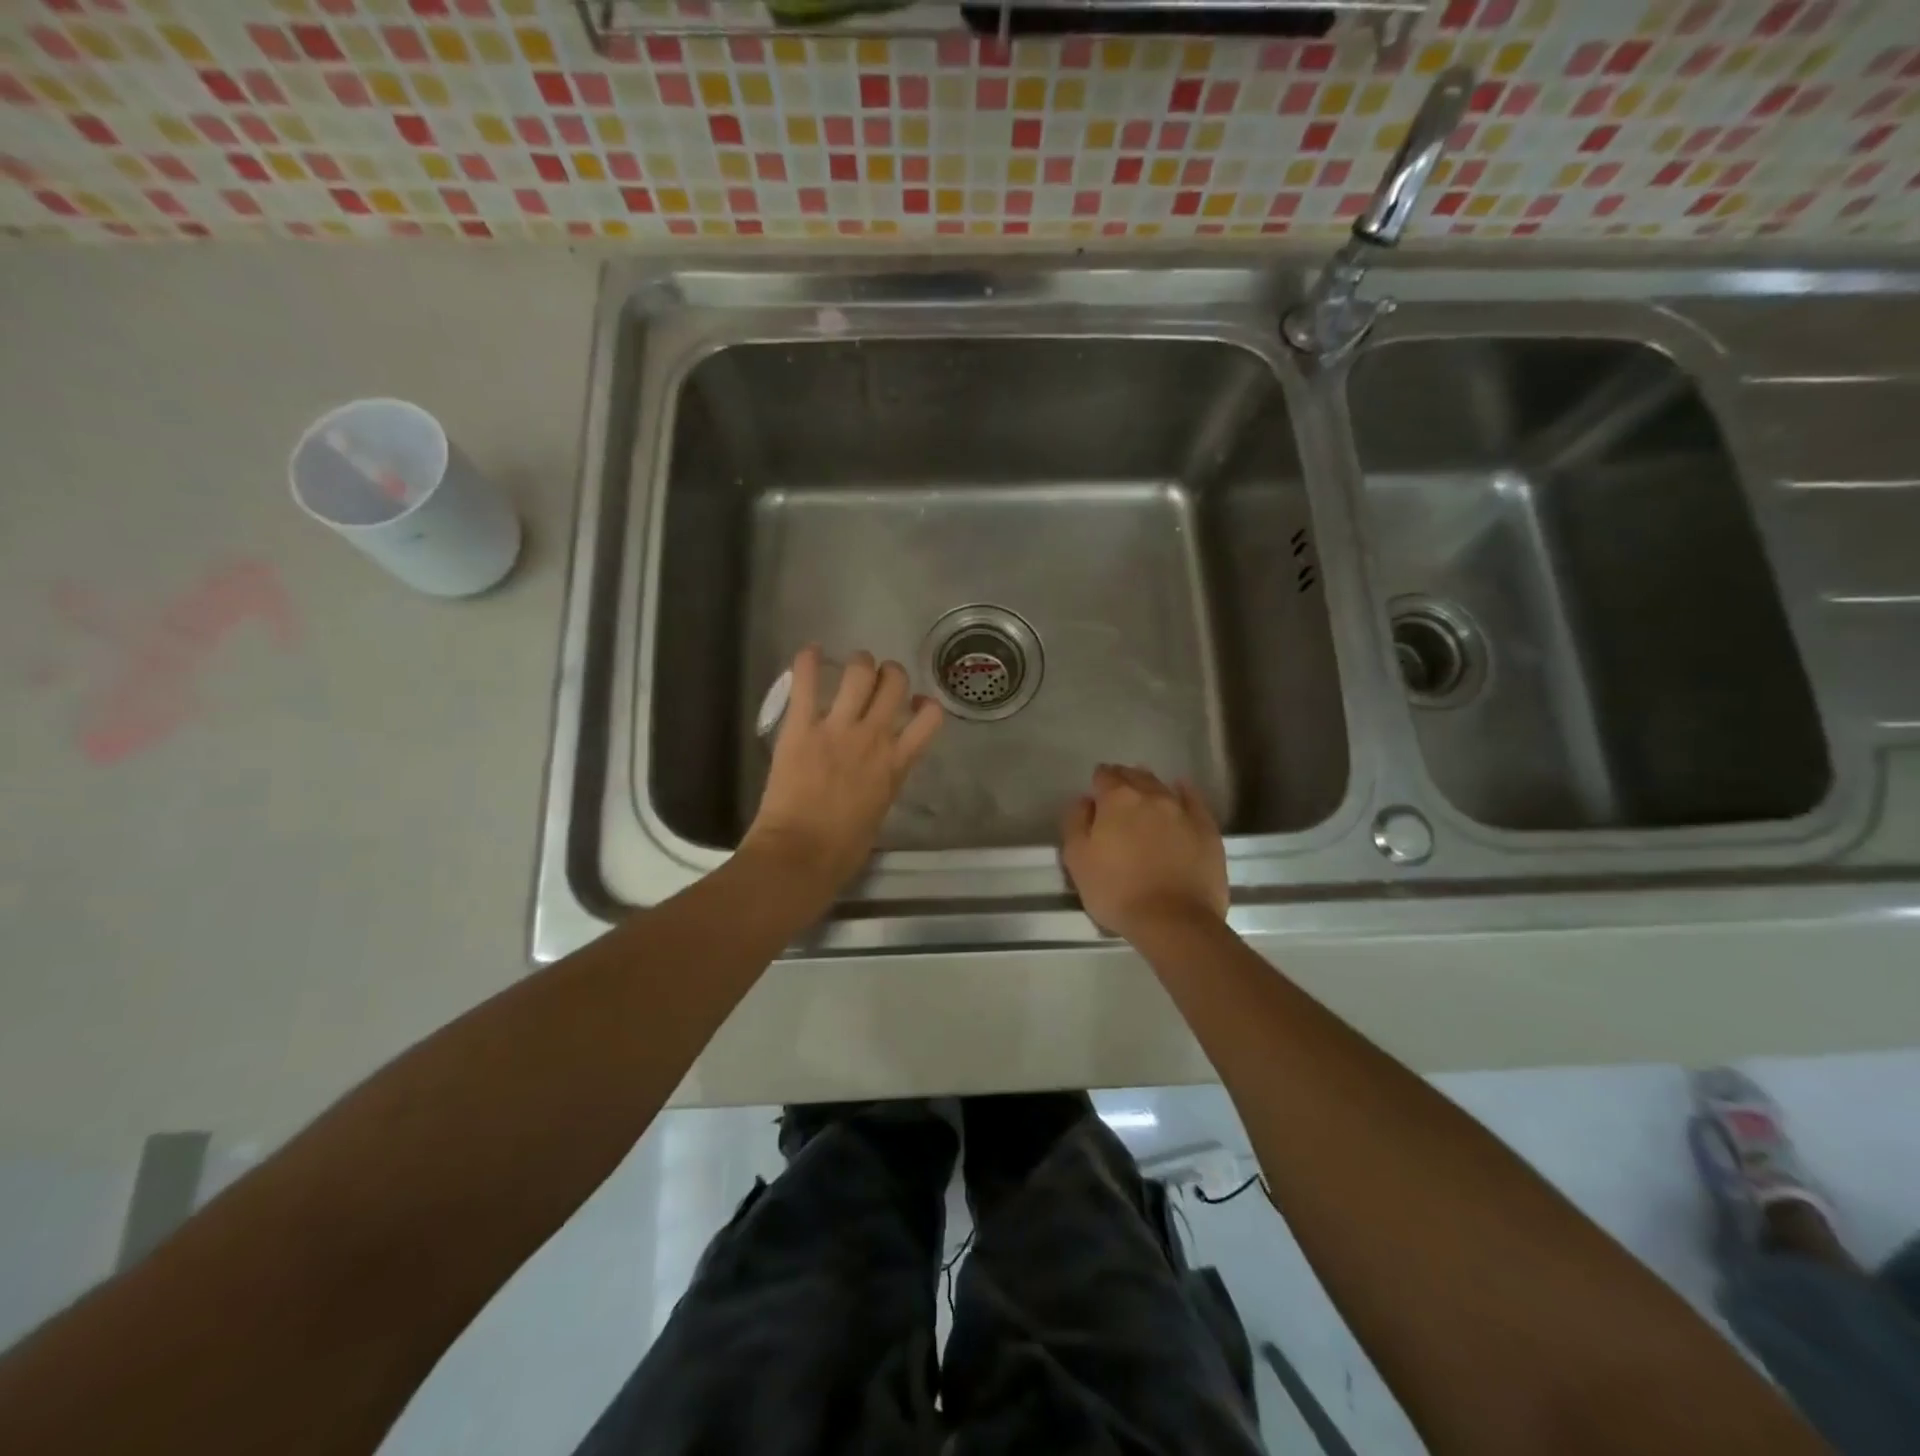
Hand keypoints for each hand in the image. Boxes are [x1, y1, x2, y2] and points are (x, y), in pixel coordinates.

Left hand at [743, 647, 944, 894]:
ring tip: (851, 669)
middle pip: (895, 682)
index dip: (926, 704)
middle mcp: (874, 737)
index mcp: (896, 763)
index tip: (916, 705)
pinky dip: (809, 661)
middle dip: (890, 675)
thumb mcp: (879, 812)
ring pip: (860, 671)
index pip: (930, 717)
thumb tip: (877, 772)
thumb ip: (883, 781)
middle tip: (878, 681)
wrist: (801, 856)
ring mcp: (837, 728)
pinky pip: (808, 683)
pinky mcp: (801, 728)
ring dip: (859, 664)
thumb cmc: (843, 850)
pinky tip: (811, 652)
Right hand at [1060, 764, 1227, 940]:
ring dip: (1149, 786)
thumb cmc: (1116, 891)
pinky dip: (1183, 792)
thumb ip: (1076, 822)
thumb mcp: (1077, 859)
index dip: (1098, 781)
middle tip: (1117, 793)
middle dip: (1124, 780)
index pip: (1104, 776)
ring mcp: (1182, 810)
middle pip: (1134, 776)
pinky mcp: (1206, 828)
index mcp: (1117, 800)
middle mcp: (1151, 795)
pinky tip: (1180, 791)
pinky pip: (1193, 799)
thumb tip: (1085, 800)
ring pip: (1162, 786)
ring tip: (1143, 794)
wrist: (1174, 920)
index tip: (1096, 791)